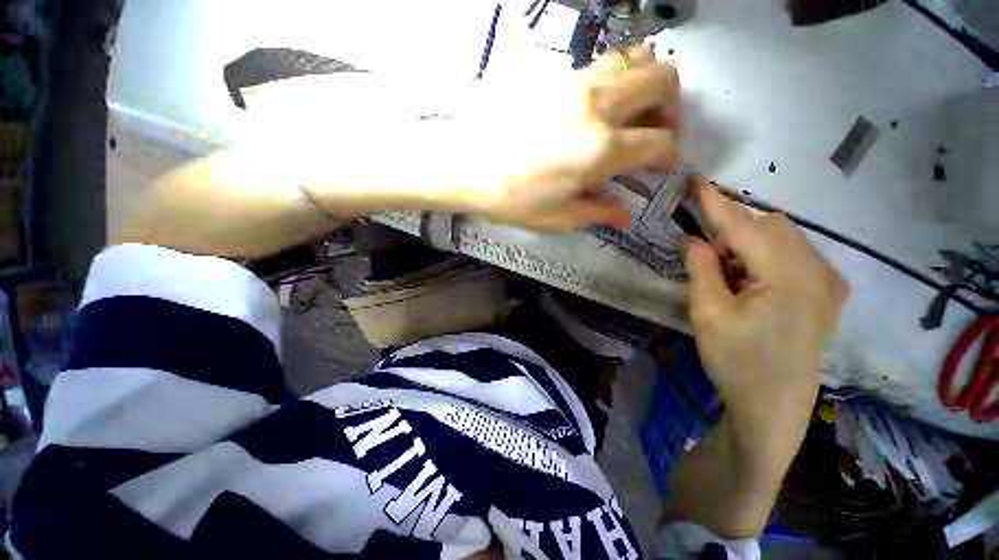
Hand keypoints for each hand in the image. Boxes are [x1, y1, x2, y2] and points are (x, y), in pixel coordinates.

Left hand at [449, 43, 678, 230]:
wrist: (465, 164)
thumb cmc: (511, 198)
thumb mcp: (557, 216)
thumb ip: (598, 212)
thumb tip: (625, 217)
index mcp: (600, 151)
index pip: (660, 142)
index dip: (668, 154)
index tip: (660, 164)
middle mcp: (598, 108)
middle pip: (663, 78)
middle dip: (670, 105)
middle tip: (652, 130)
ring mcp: (576, 83)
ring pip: (636, 57)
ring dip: (644, 83)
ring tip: (628, 112)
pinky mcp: (556, 74)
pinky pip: (602, 62)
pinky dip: (614, 79)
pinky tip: (595, 106)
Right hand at [684, 181, 847, 469]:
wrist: (774, 407)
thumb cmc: (736, 362)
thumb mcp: (708, 314)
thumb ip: (701, 270)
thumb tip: (692, 238)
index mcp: (787, 277)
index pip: (744, 226)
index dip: (717, 203)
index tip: (696, 181)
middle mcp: (818, 271)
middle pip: (771, 227)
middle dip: (733, 232)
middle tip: (706, 259)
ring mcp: (829, 283)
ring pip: (784, 239)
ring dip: (749, 246)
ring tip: (729, 278)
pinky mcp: (828, 294)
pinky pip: (796, 255)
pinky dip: (766, 257)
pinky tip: (753, 284)